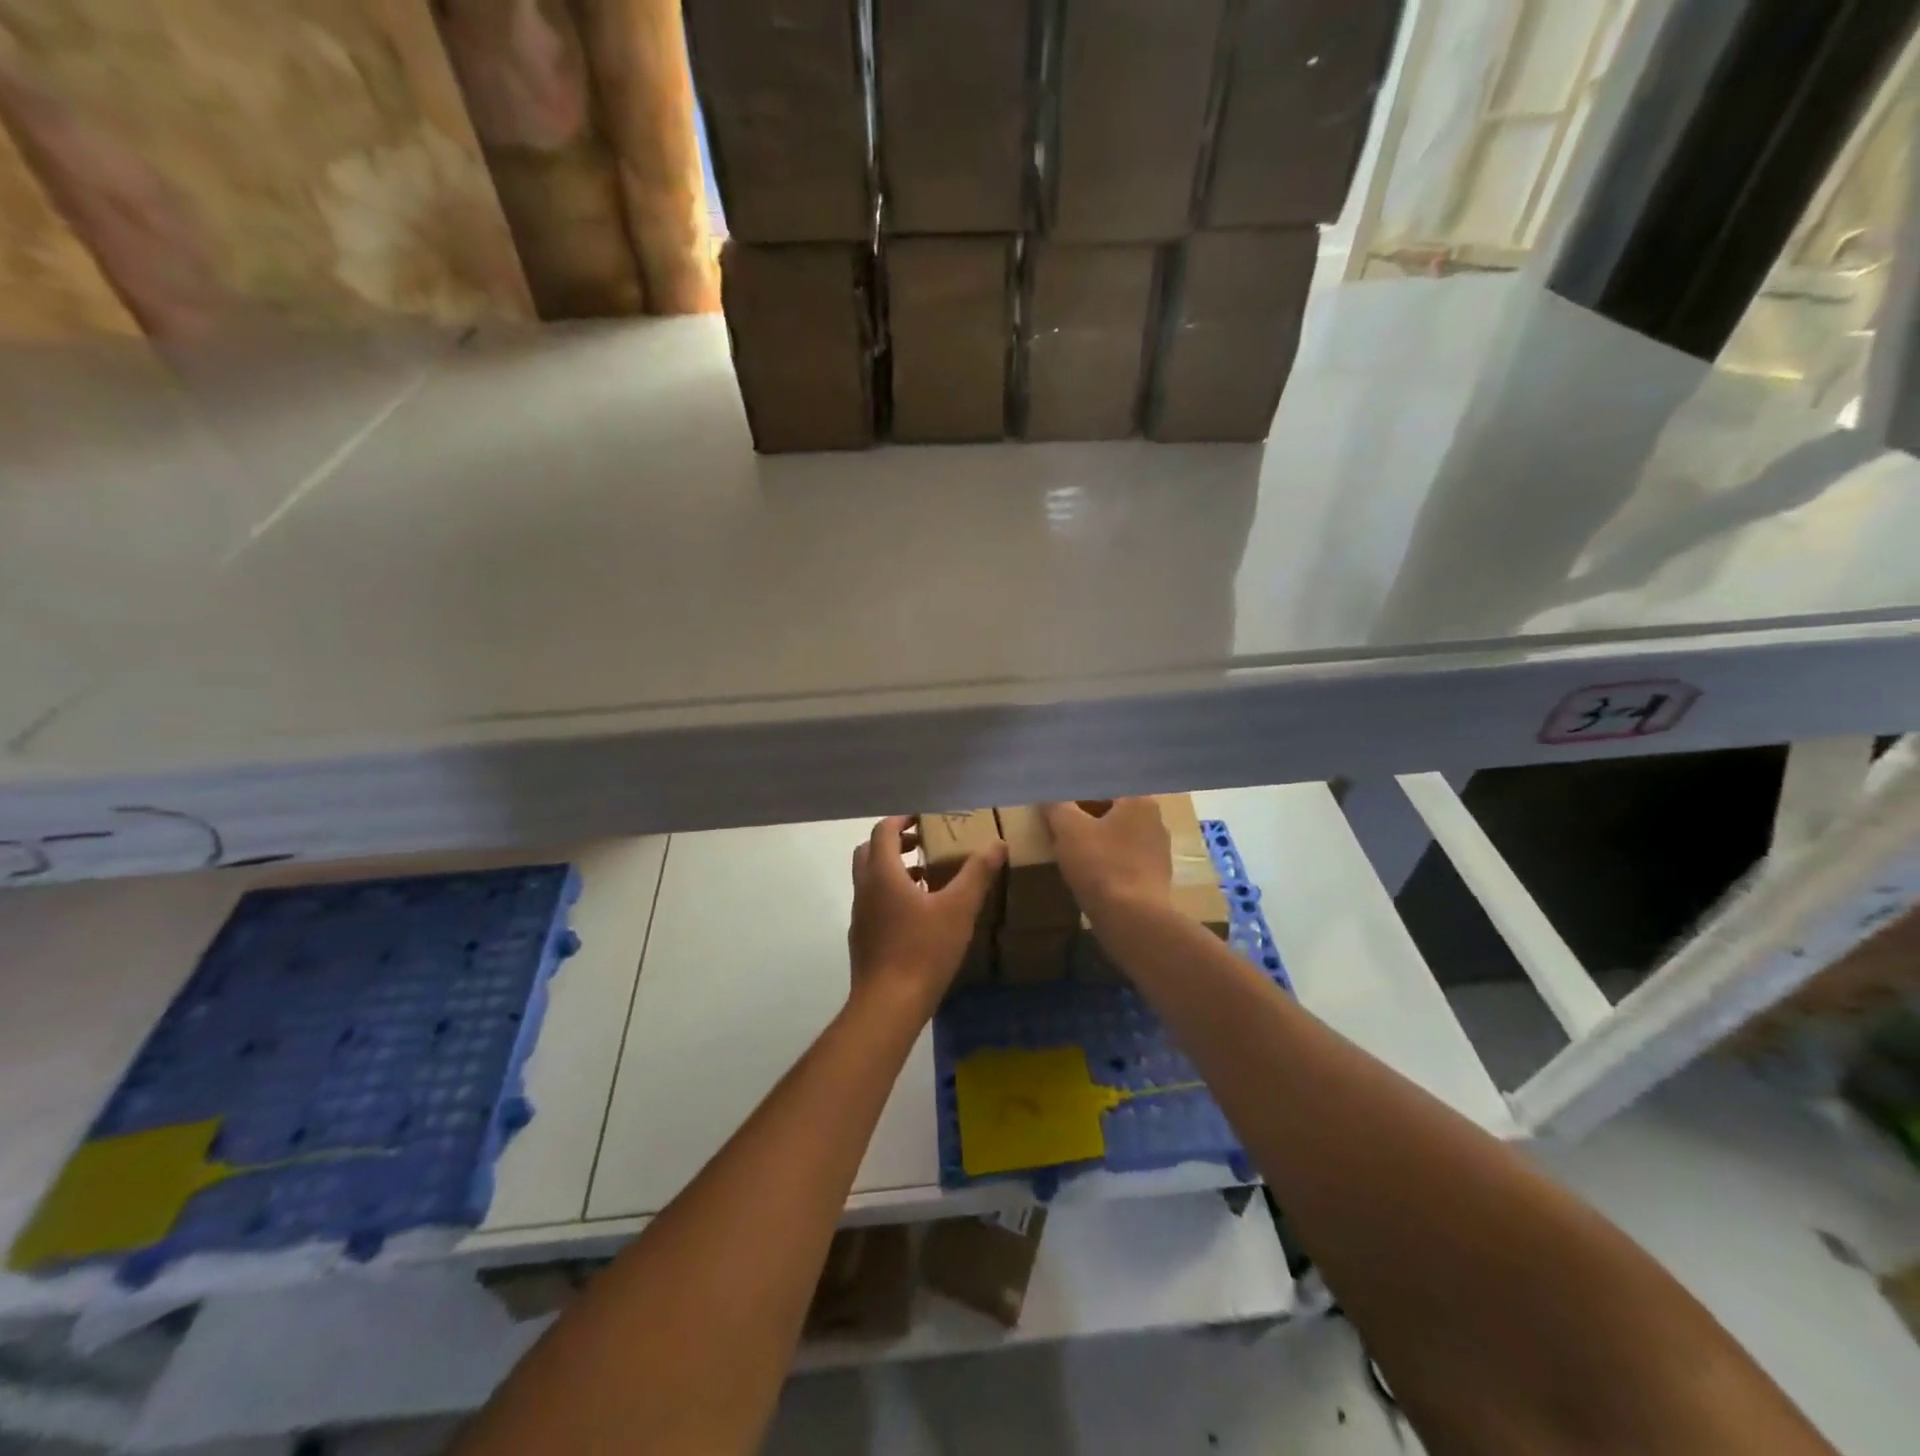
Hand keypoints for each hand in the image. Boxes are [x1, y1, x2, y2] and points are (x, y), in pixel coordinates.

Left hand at [848, 816, 1004, 1017]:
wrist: (888, 1005)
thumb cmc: (923, 950)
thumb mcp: (958, 909)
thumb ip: (977, 873)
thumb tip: (997, 843)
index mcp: (882, 874)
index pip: (883, 831)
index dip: (901, 819)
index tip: (922, 817)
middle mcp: (865, 889)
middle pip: (869, 851)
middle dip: (894, 842)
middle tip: (922, 842)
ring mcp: (860, 916)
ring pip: (870, 879)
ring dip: (893, 869)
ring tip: (927, 876)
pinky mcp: (863, 939)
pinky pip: (874, 903)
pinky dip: (891, 894)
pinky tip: (919, 914)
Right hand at [1041, 798, 1170, 920]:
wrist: (1133, 920)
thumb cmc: (1101, 865)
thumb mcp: (1068, 829)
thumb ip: (1057, 805)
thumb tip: (1048, 793)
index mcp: (1139, 801)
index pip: (1102, 787)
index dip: (1075, 794)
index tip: (1056, 806)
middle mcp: (1155, 820)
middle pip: (1111, 811)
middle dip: (1084, 818)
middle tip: (1058, 827)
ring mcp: (1159, 851)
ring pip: (1117, 837)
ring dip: (1095, 841)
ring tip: (1069, 852)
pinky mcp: (1156, 878)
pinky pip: (1124, 860)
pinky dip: (1106, 862)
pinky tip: (1088, 874)